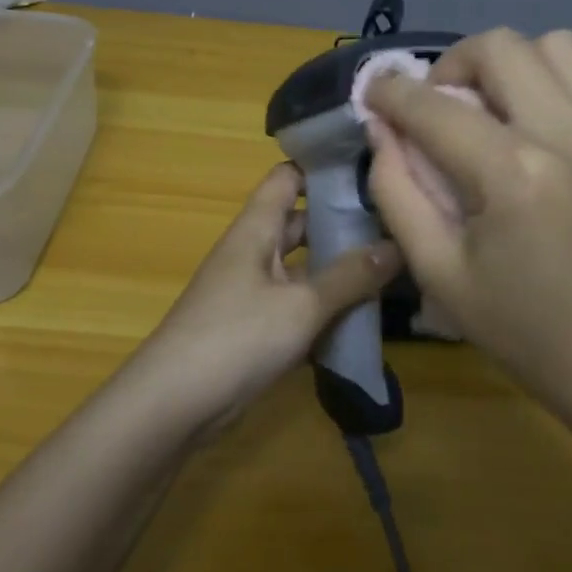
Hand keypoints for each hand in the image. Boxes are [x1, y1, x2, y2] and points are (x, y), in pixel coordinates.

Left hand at [136, 164, 401, 431]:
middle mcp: (252, 252)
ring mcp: (252, 291)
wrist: (173, 404)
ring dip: (337, 269)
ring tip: (391, 266)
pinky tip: (363, 316)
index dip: (322, 167)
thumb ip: (350, 277)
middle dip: (342, 222)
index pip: (287, 178)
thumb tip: (398, 245)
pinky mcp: (254, 328)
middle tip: (395, 222)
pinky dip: (324, 307)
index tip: (370, 168)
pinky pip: (296, 305)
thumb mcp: (301, 305)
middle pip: (299, 223)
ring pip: (302, 268)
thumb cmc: (236, 337)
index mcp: (255, 229)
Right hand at [363, 29, 571, 417]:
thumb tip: (381, 130)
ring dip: (511, 65)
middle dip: (452, 65)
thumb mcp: (438, 273)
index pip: (435, 106)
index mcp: (513, 175)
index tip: (374, 93)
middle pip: (500, 47)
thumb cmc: (524, 329)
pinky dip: (553, 88)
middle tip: (440, 105)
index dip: (391, 92)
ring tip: (496, 110)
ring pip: (556, 46)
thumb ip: (397, 192)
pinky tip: (542, 135)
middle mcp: (571, 135)